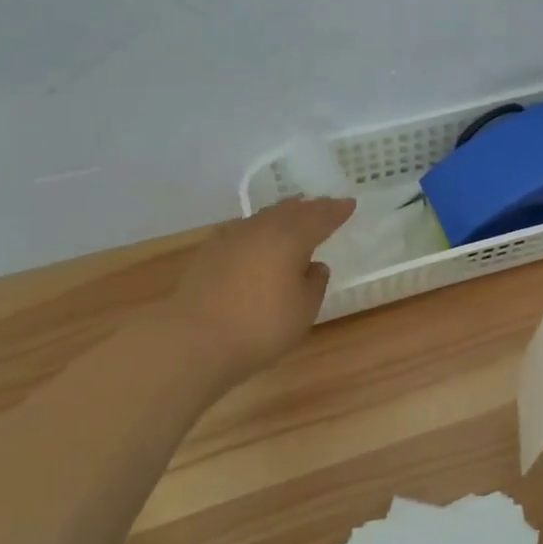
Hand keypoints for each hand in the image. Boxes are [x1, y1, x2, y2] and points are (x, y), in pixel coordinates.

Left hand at [167, 198, 354, 376]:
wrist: (193, 340)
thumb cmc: (260, 326)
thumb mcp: (304, 310)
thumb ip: (315, 283)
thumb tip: (314, 265)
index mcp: (291, 237)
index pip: (321, 217)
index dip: (336, 211)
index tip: (349, 203)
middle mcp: (262, 228)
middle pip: (291, 210)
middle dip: (311, 208)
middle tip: (324, 206)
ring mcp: (232, 237)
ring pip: (265, 217)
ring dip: (284, 215)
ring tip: (294, 216)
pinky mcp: (210, 252)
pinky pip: (244, 230)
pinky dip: (260, 229)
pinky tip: (258, 238)